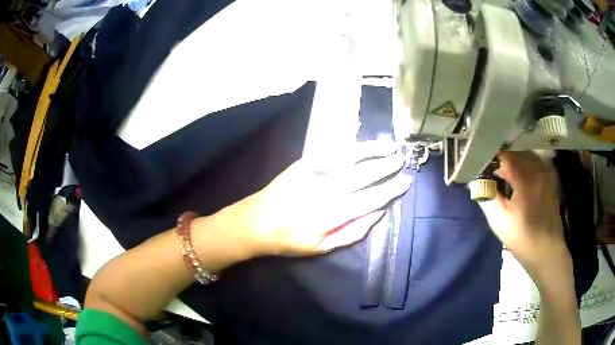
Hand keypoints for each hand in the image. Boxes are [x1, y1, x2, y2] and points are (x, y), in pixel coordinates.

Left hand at [217, 141, 411, 255]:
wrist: (258, 221)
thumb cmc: (291, 239)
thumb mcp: (323, 247)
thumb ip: (353, 232)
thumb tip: (378, 213)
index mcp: (334, 214)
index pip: (371, 199)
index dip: (391, 190)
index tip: (406, 181)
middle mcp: (327, 191)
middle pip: (364, 175)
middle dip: (386, 166)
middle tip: (402, 159)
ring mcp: (315, 173)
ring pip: (351, 158)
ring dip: (373, 151)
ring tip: (390, 146)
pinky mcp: (305, 163)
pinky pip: (333, 151)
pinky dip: (351, 146)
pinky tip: (364, 143)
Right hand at [478, 151, 568, 279]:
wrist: (547, 251)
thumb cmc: (522, 237)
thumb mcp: (499, 220)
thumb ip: (486, 195)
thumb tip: (474, 179)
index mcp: (525, 175)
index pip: (502, 154)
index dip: (488, 157)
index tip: (477, 164)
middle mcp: (538, 165)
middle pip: (514, 150)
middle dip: (499, 158)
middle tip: (488, 169)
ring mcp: (546, 169)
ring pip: (524, 154)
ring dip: (512, 160)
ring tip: (502, 172)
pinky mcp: (550, 176)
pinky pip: (534, 161)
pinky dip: (523, 164)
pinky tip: (518, 176)